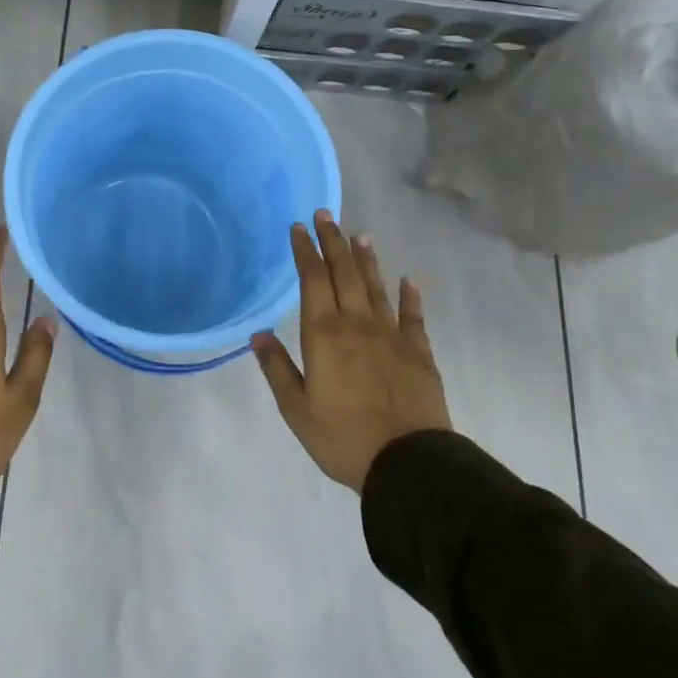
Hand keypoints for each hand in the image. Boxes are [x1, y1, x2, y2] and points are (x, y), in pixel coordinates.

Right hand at [251, 210, 451, 490]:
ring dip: (367, 259)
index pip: (312, 280)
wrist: (408, 463)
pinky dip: (410, 296)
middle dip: (333, 242)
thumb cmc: (343, 437)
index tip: (299, 227)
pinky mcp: (418, 352)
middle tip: (325, 214)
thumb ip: (277, 368)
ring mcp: (391, 336)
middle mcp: (357, 324)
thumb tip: (258, 334)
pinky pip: (413, 317)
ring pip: (376, 287)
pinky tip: (409, 280)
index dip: (305, 251)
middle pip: (344, 273)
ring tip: (360, 235)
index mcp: (324, 334)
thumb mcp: (296, 409)